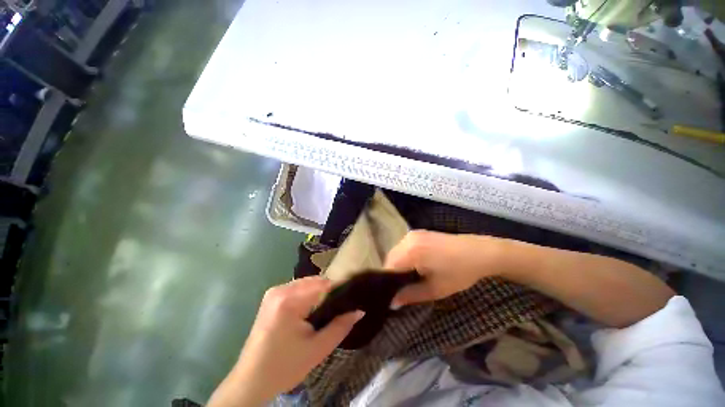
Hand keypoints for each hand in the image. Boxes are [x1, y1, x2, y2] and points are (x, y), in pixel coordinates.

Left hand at [208, 277, 363, 406]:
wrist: (250, 382)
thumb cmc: (284, 367)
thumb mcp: (317, 349)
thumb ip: (341, 326)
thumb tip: (360, 310)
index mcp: (289, 300)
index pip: (323, 284)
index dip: (339, 290)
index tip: (350, 299)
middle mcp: (280, 289)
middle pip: (315, 281)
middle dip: (329, 293)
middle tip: (338, 310)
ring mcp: (274, 292)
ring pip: (307, 284)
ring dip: (318, 294)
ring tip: (325, 312)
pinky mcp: (271, 297)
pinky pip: (298, 288)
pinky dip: (308, 296)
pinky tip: (311, 311)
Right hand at [384, 230, 506, 307]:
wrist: (479, 252)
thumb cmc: (459, 273)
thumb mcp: (435, 289)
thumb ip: (410, 295)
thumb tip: (391, 303)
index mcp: (410, 251)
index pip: (388, 267)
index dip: (388, 282)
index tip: (392, 294)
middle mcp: (407, 239)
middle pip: (391, 258)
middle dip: (393, 273)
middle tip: (401, 288)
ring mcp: (413, 234)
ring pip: (396, 251)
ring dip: (398, 264)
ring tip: (409, 277)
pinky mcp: (419, 233)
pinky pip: (404, 246)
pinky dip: (404, 256)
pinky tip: (414, 265)